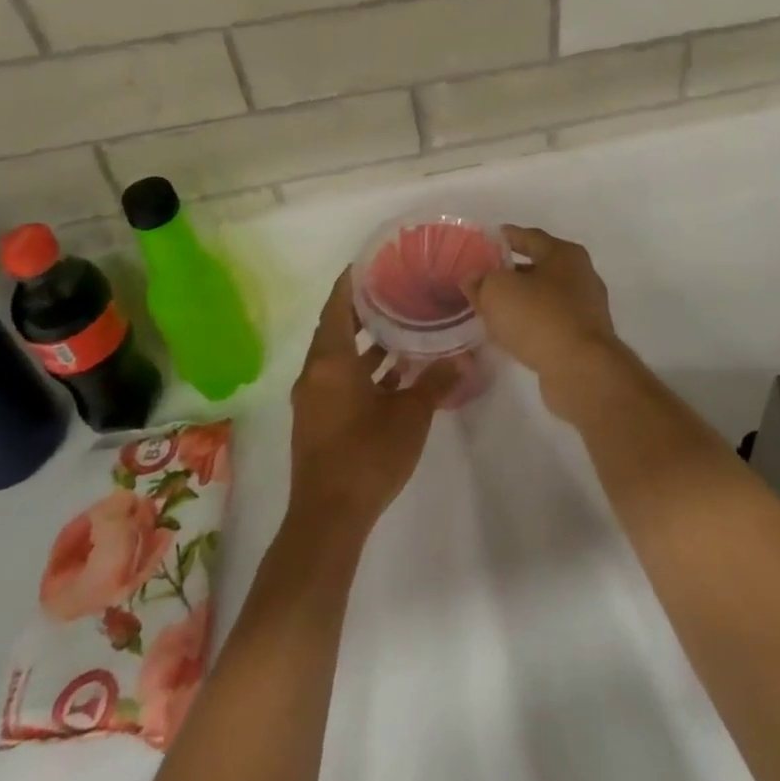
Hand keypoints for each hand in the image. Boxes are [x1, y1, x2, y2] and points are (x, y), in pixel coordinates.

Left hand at [287, 268, 452, 534]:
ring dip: (366, 342)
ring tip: (403, 324)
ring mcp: (314, 399)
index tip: (374, 260)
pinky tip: (396, 373)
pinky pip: (339, 379)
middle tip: (398, 287)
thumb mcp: (411, 414)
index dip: (352, 280)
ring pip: (339, 356)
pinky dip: (362, 370)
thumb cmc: (367, 455)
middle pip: (337, 327)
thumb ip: (436, 380)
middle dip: (365, 308)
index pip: (337, 304)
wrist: (328, 520)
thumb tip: (466, 357)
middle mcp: (315, 373)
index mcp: (330, 361)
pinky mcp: (318, 421)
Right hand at [464, 226, 623, 419]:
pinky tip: (512, 333)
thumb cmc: (539, 317)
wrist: (581, 369)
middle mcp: (581, 275)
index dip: (506, 237)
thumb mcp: (498, 291)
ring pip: (545, 297)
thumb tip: (473, 279)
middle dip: (511, 272)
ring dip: (520, 301)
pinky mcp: (584, 338)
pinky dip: (531, 323)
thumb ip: (481, 281)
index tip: (486, 241)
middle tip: (484, 279)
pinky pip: (551, 322)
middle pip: (539, 267)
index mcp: (565, 254)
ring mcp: (586, 308)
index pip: (530, 237)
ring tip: (493, 308)